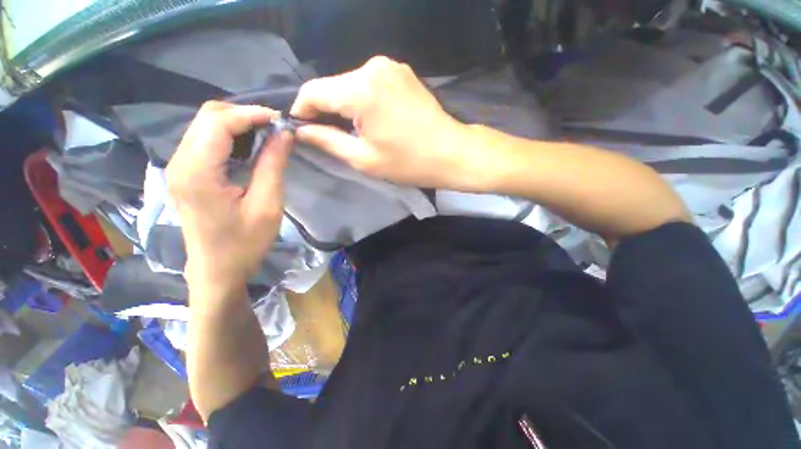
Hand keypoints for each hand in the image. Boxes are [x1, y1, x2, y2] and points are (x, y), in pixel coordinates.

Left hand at [166, 102, 291, 293]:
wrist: (217, 269)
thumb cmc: (245, 243)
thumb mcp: (268, 205)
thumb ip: (273, 165)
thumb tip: (284, 133)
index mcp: (198, 172)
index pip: (218, 122)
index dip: (251, 114)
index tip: (281, 120)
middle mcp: (180, 162)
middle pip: (207, 116)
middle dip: (244, 114)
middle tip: (275, 128)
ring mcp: (179, 167)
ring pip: (204, 125)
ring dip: (237, 124)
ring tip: (267, 135)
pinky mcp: (185, 173)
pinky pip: (205, 140)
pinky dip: (229, 136)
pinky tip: (250, 147)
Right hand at [291, 56, 471, 188]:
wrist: (451, 153)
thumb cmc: (408, 162)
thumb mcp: (364, 159)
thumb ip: (327, 141)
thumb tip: (301, 130)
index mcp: (361, 89)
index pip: (313, 91)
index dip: (302, 110)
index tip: (302, 129)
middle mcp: (373, 67)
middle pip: (333, 86)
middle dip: (326, 110)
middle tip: (330, 136)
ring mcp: (390, 67)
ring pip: (350, 84)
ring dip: (345, 106)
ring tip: (355, 131)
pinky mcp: (401, 72)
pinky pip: (369, 84)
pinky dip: (363, 100)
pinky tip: (372, 119)